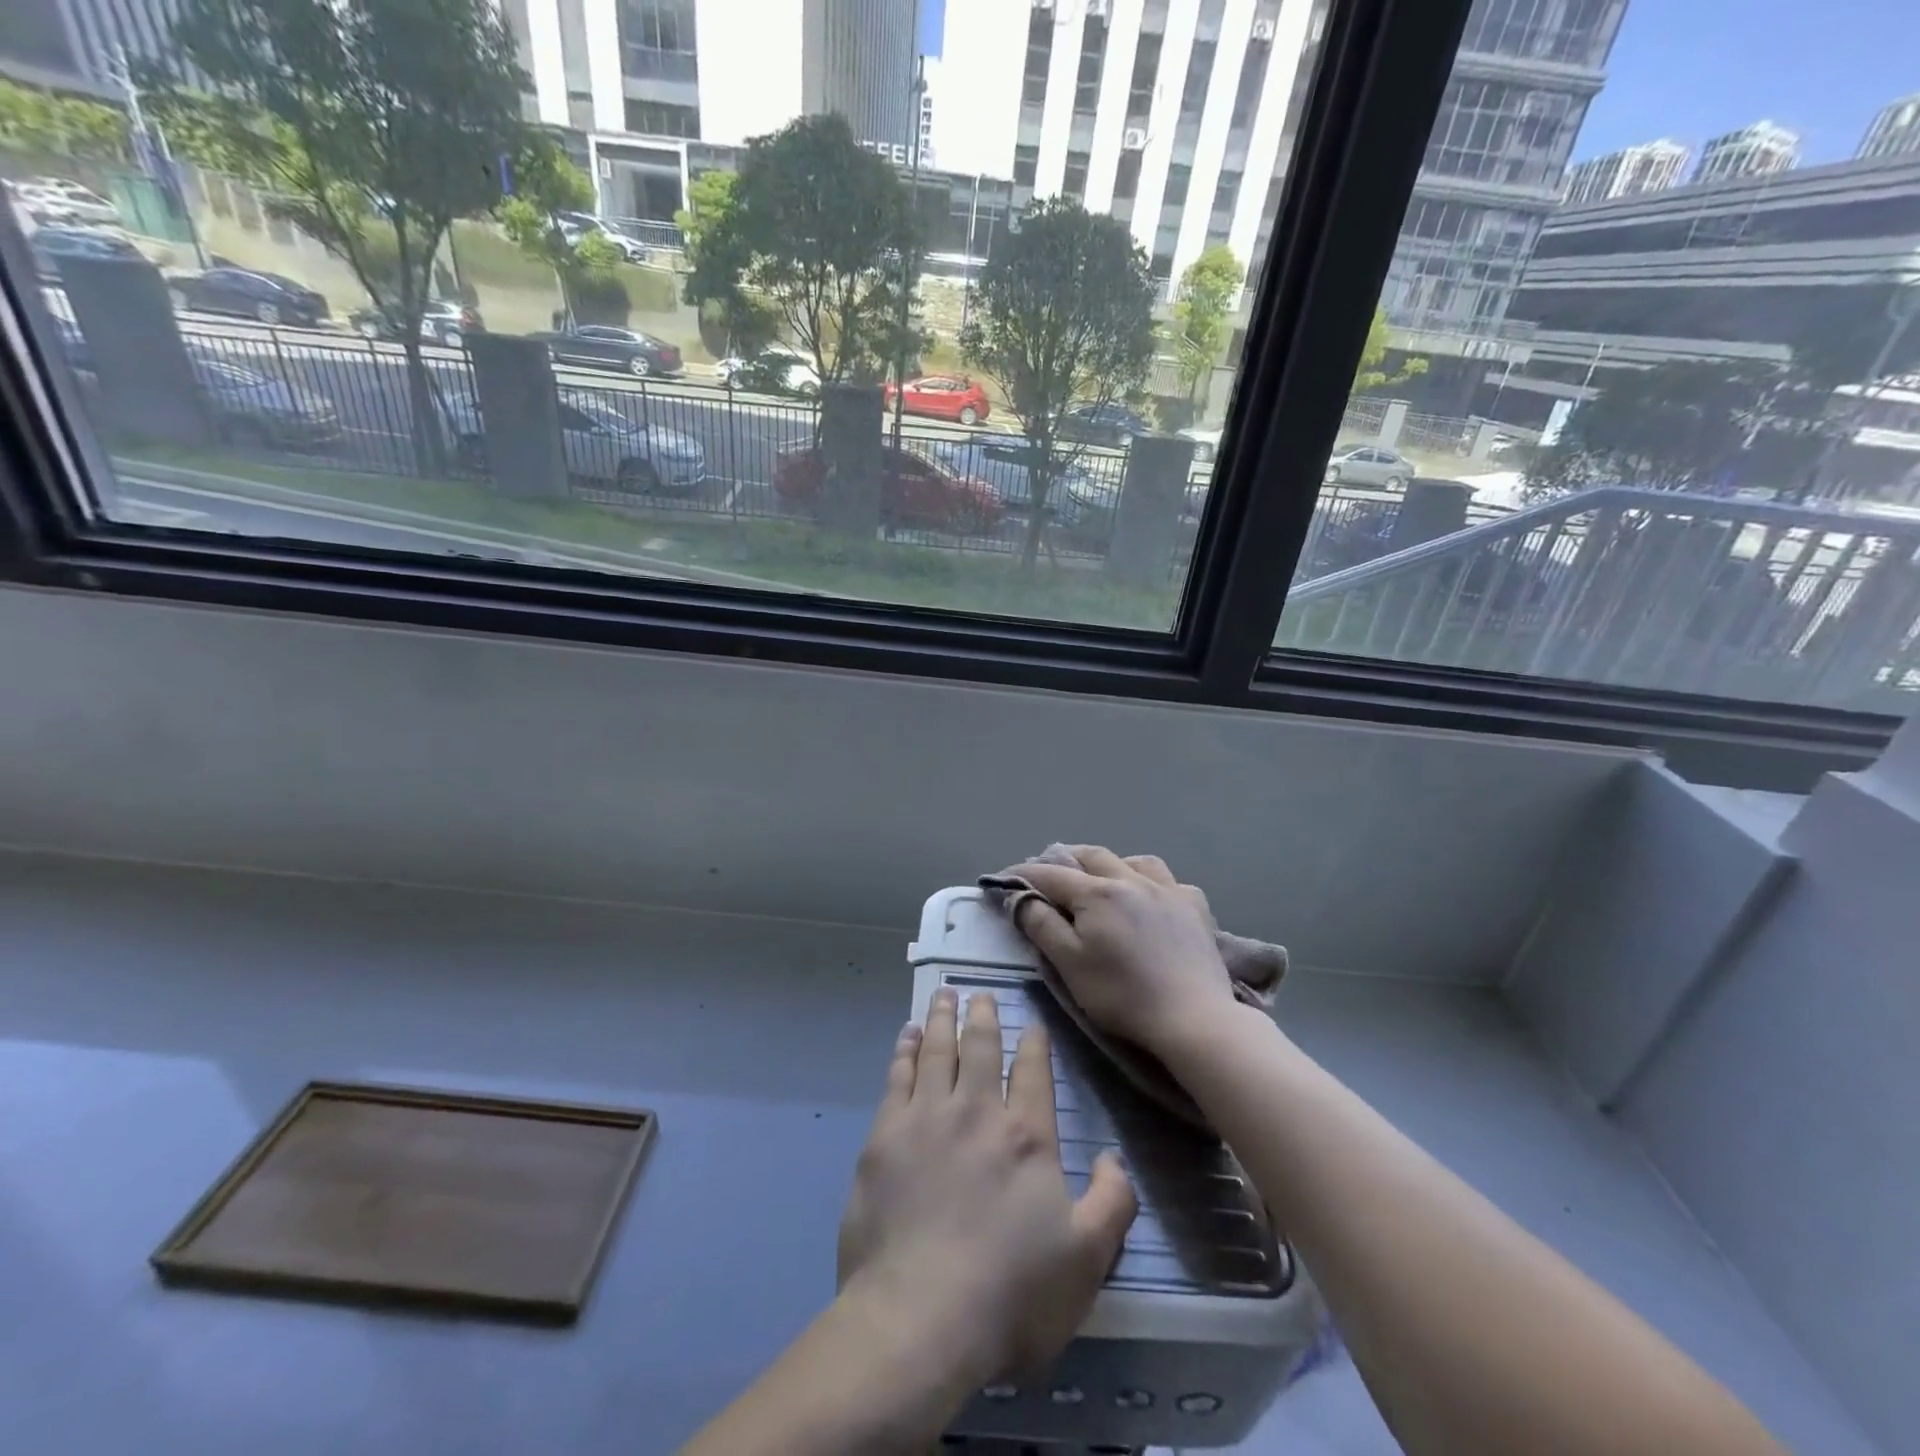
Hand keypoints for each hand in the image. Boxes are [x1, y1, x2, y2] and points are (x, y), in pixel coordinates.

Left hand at [837, 987, 1136, 1382]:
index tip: (1031, 1023)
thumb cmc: (1010, 1295)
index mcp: (1026, 1136)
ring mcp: (926, 1118)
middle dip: (983, 1016)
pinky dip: (904, 1050)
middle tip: (980, 993)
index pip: (1033, 1071)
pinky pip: (897, 1076)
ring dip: (942, 1019)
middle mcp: (977, 1112)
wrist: (919, 1319)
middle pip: (981, 1048)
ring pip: (937, 1050)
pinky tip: (905, 1036)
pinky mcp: (885, 1136)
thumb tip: (1113, 1157)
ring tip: (944, 995)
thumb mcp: (1086, 1261)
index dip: (1034, 1042)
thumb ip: (1111, 1203)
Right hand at [996, 847, 1240, 1060]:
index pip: (1050, 874)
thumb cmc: (1122, 994)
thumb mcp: (1069, 964)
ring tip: (1102, 878)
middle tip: (1049, 873)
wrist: (1192, 1018)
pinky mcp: (1195, 908)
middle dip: (1065, 859)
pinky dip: (1152, 882)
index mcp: (1097, 892)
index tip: (1003, 879)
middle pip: (1092, 856)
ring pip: (1134, 860)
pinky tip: (1152, 899)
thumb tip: (1020, 898)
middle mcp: (1132, 879)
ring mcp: (1169, 890)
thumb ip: (1041, 925)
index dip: (1023, 874)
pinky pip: (1170, 881)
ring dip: (1111, 864)